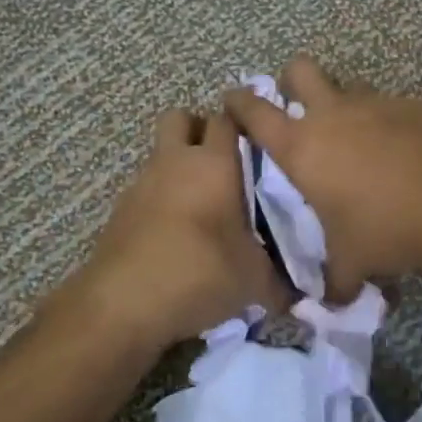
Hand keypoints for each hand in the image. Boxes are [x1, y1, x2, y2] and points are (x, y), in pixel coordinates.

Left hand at [58, 110, 292, 352]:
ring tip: (202, 204)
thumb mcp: (254, 280)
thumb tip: (300, 295)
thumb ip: (280, 279)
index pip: (228, 118)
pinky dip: (161, 199)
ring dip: (179, 167)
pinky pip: (146, 189)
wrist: (123, 304)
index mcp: (214, 164)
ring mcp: (142, 183)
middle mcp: (175, 162)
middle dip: (199, 130)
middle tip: (223, 161)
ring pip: (162, 154)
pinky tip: (176, 233)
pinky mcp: (120, 210)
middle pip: (181, 118)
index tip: (260, 141)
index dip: (243, 123)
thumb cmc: (200, 273)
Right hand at [223, 57, 421, 300]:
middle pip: (299, 70)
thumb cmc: (387, 230)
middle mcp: (333, 115)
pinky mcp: (411, 106)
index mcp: (302, 147)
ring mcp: (375, 104)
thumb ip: (334, 282)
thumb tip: (330, 304)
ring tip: (355, 138)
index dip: (238, 102)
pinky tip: (400, 152)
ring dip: (343, 104)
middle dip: (291, 80)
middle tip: (297, 106)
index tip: (232, 101)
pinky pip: (388, 106)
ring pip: (348, 87)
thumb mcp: (352, 264)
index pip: (254, 111)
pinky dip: (385, 122)